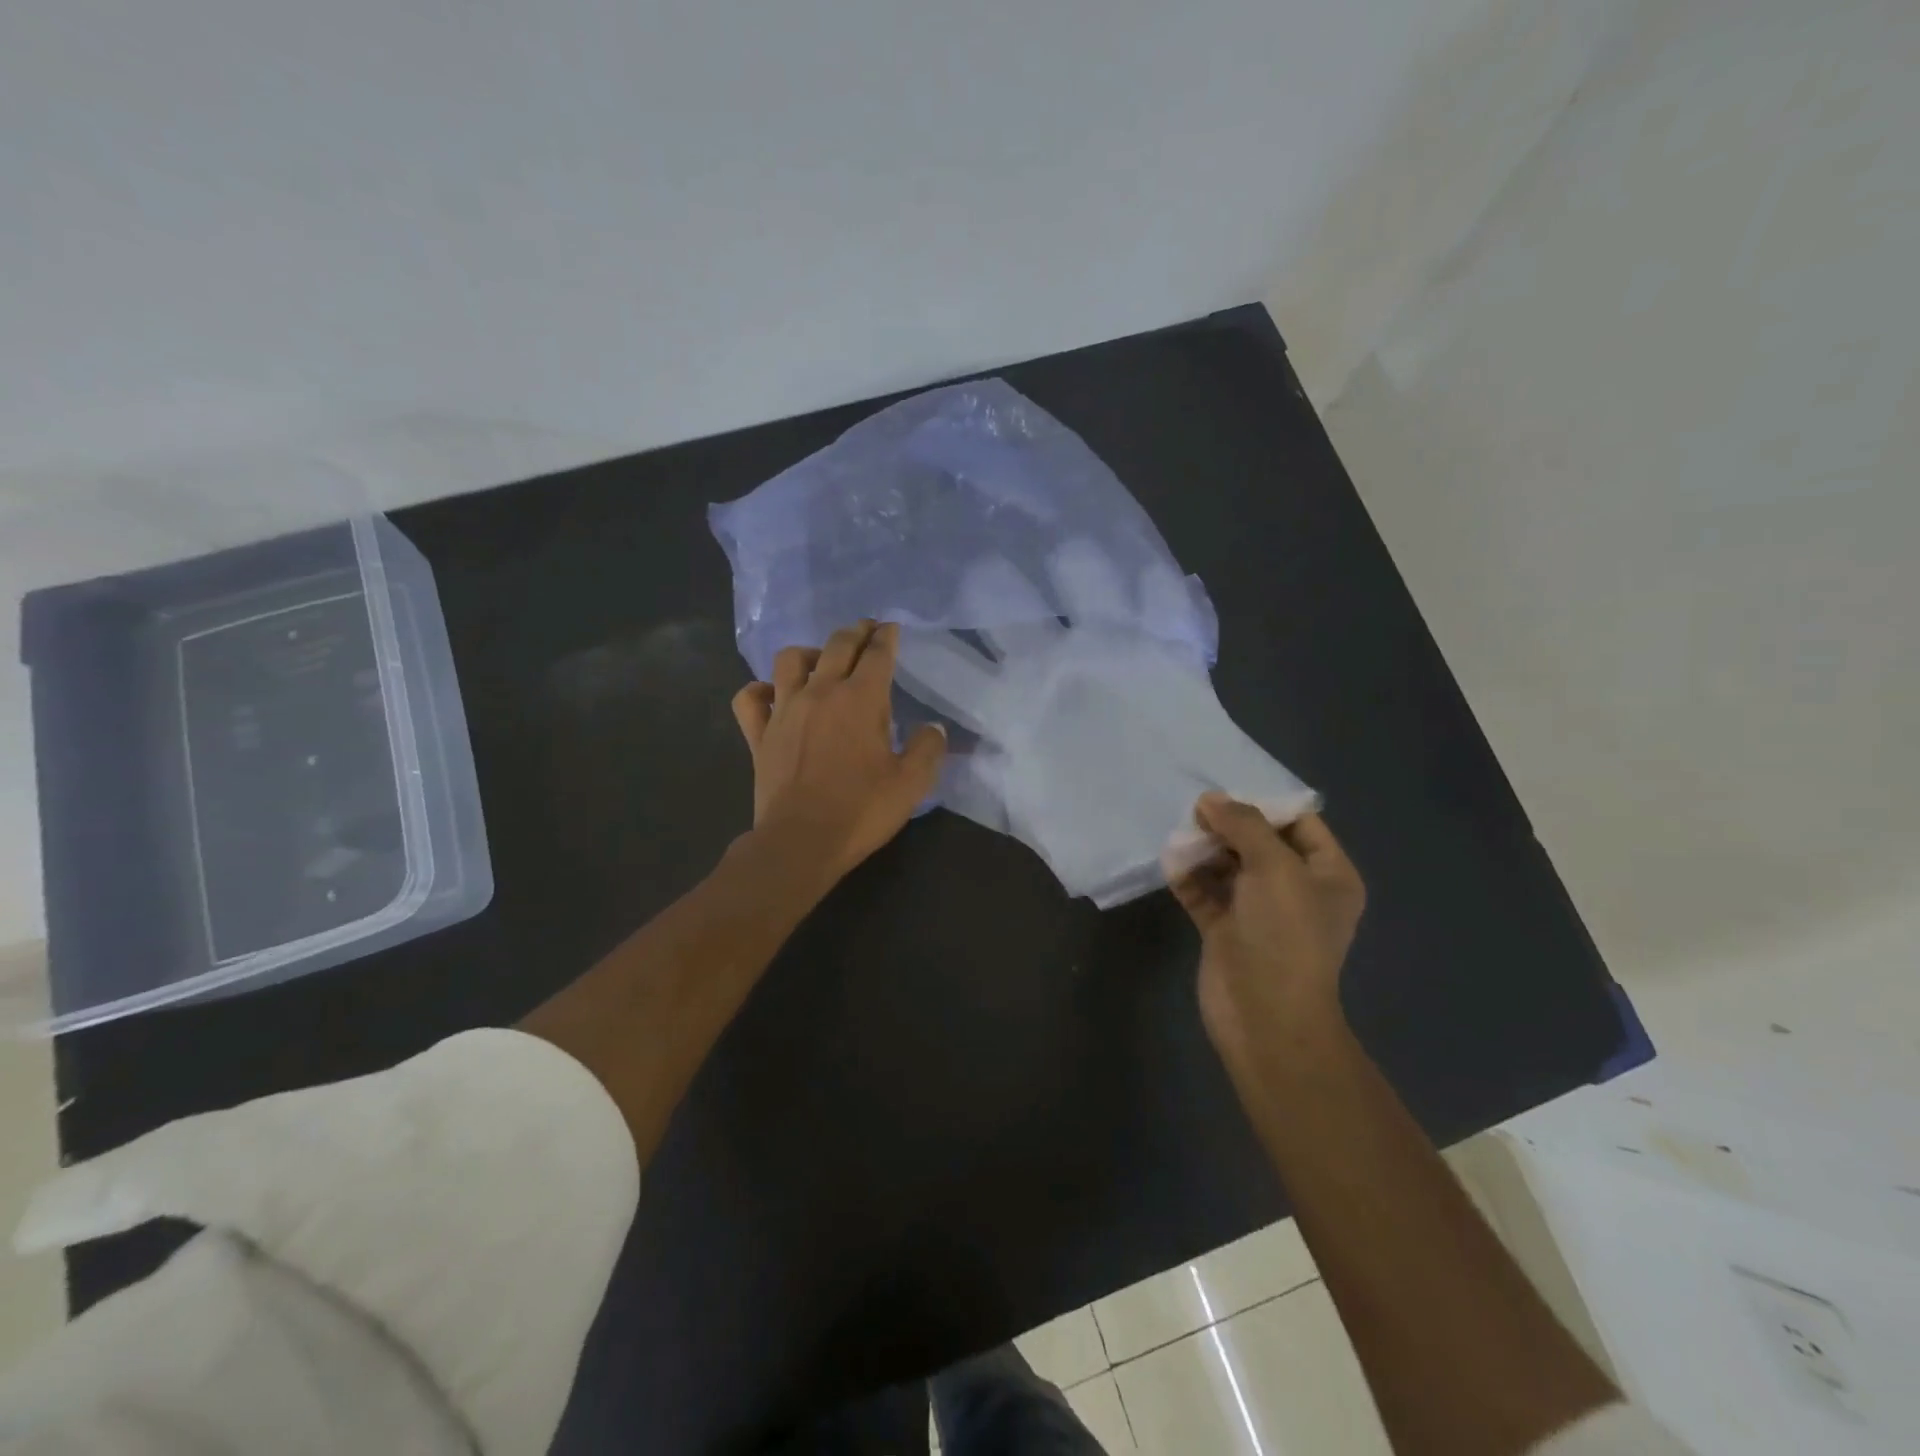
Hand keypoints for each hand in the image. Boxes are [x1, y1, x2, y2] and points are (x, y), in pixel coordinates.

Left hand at [731, 619, 947, 880]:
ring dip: (810, 653)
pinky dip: (761, 689)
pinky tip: (773, 694)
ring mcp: (784, 710)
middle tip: (866, 631)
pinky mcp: (759, 733)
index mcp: (861, 699)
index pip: (877, 654)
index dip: (886, 636)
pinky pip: (750, 697)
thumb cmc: (861, 811)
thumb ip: (927, 749)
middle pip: (837, 645)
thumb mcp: (911, 783)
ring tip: (822, 662)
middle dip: (856, 632)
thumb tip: (933, 728)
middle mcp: (820, 693)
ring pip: (790, 659)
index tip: (890, 628)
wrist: (801, 841)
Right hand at [1166, 794, 1365, 1075]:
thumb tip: (1210, 799)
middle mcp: (1295, 889)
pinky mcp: (1225, 929)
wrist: (1264, 1016)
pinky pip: (1205, 892)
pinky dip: (1188, 877)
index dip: (1265, 804)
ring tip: (1179, 833)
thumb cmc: (1284, 934)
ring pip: (1228, 866)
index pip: (1300, 823)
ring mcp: (1258, 911)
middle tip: (1194, 812)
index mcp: (1327, 874)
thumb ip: (1243, 825)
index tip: (1226, 790)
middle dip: (1227, 825)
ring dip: (1203, 849)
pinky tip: (1170, 863)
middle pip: (1259, 842)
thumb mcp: (1274, 867)